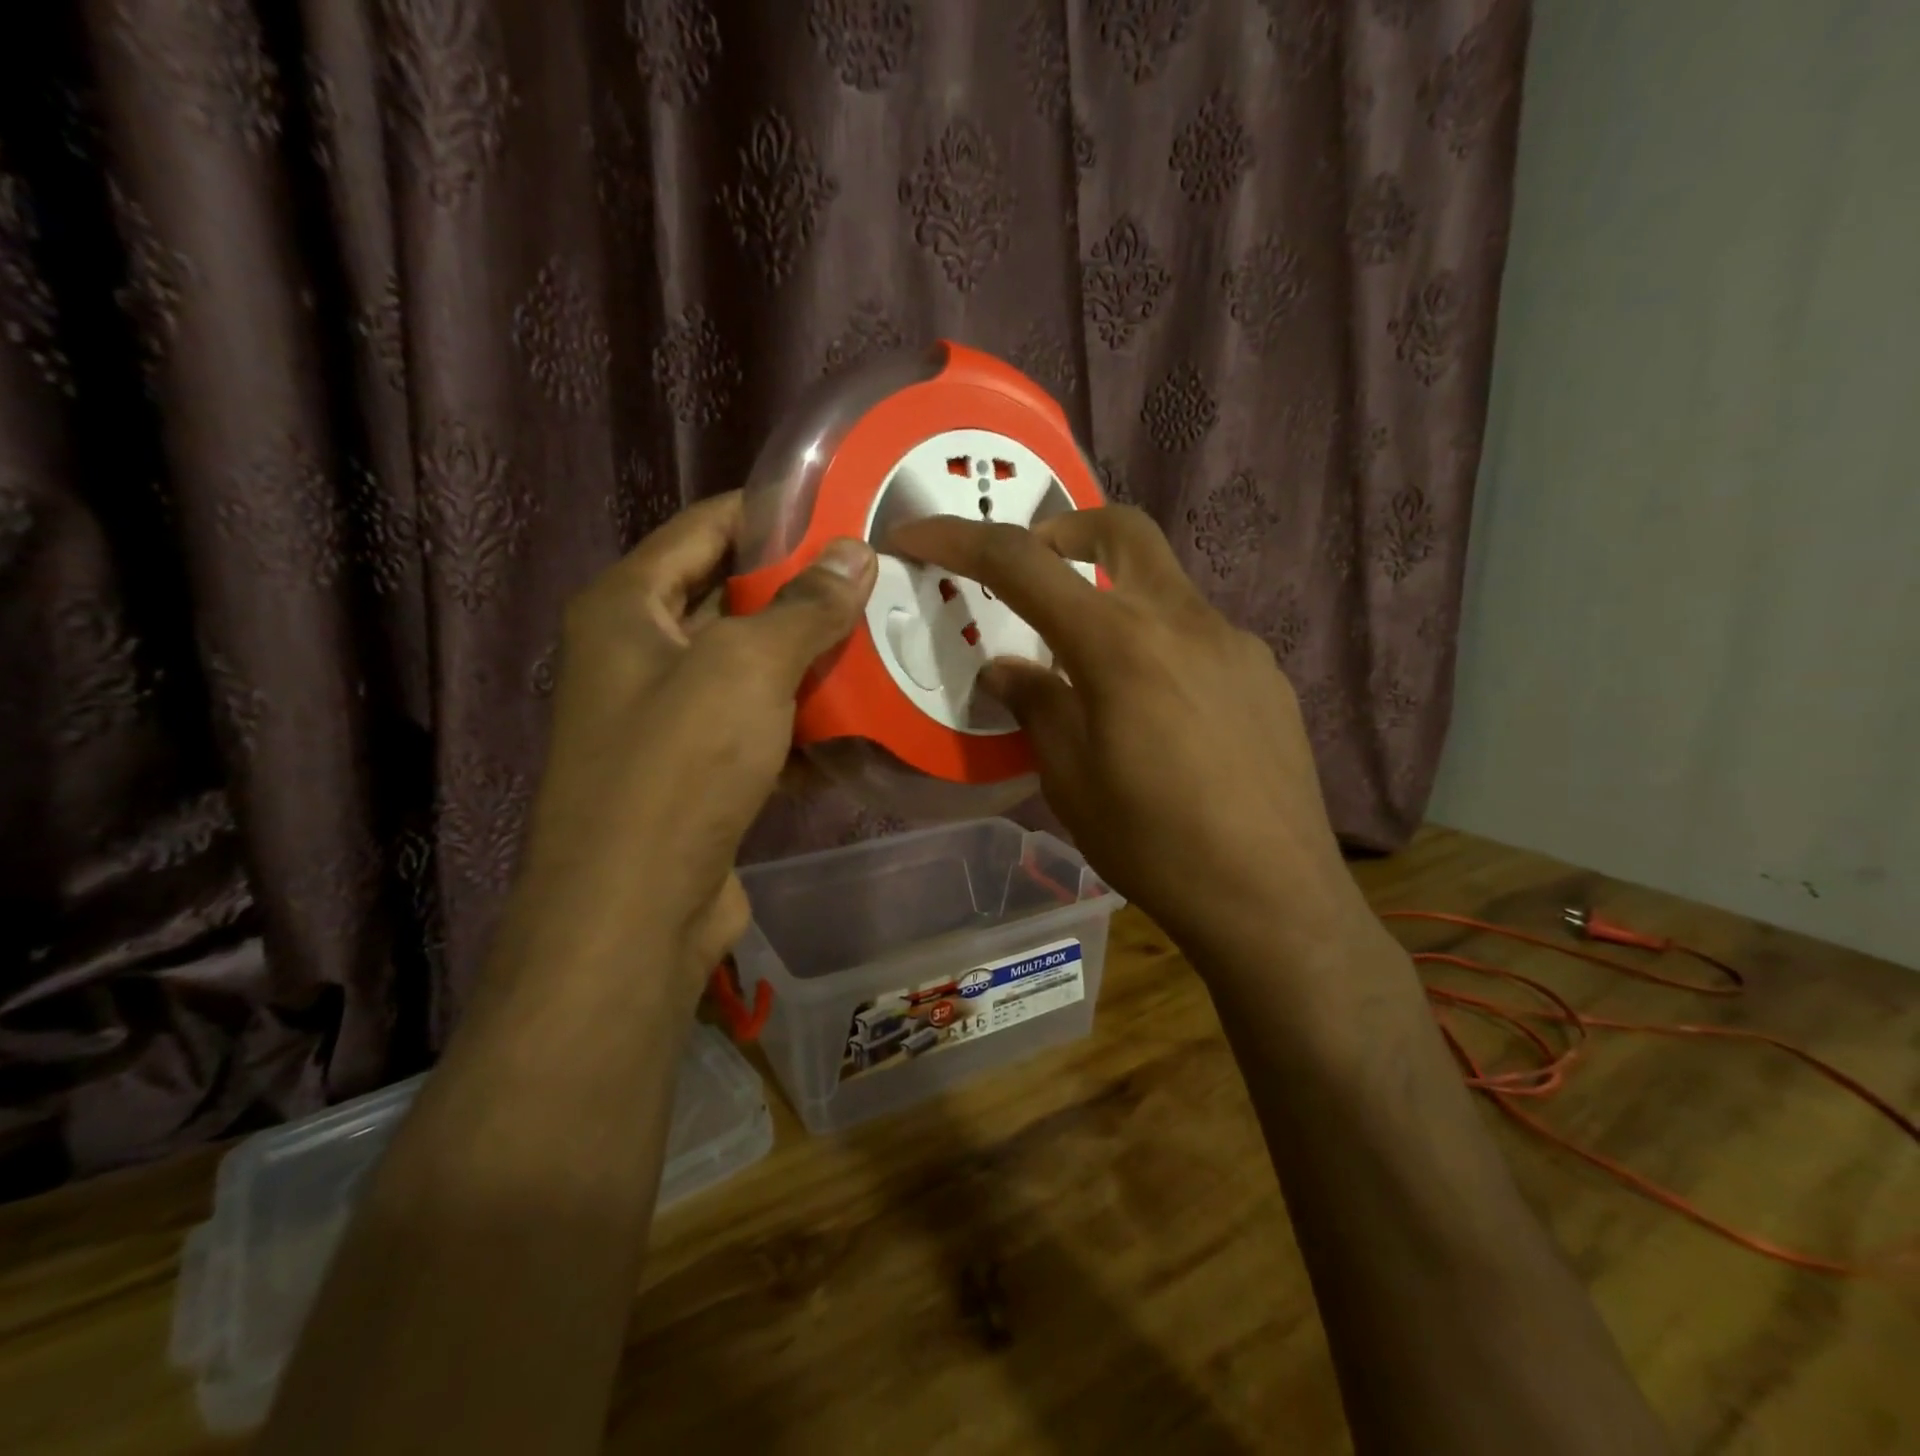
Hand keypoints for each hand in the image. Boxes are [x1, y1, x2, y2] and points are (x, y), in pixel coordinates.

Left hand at [502, 494, 876, 1004]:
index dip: (772, 513)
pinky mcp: (699, 771)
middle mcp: (640, 653)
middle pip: (733, 599)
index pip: (705, 528)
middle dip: (805, 593)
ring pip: (753, 669)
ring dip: (813, 662)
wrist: (635, 912)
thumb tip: (855, 552)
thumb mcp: (746, 668)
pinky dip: (803, 722)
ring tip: (888, 640)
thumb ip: (804, 607)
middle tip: (882, 580)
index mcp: (629, 606)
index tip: (844, 509)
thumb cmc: (678, 767)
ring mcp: (669, 717)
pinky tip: (863, 719)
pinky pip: (759, 726)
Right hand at [889, 506, 1367, 968]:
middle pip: (1120, 527)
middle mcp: (1182, 621)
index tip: (916, 534)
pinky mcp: (1266, 675)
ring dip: (1116, 601)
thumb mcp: (1070, 779)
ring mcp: (1235, 643)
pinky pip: (1200, 636)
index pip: (1022, 563)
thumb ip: (1036, 706)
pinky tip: (1160, 716)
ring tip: (1096, 675)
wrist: (1273, 897)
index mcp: (1119, 643)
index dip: (959, 538)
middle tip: (1034, 575)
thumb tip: (1006, 669)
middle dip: (1064, 530)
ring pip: (1163, 586)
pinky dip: (1159, 648)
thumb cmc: (1154, 844)